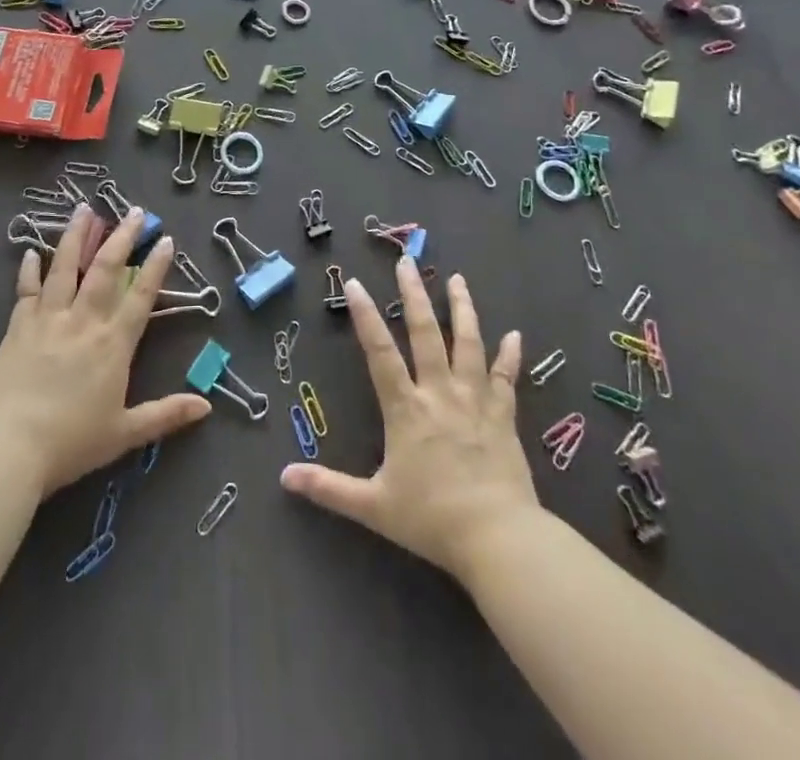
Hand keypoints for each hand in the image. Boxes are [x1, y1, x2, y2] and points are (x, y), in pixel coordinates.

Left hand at [0, 205, 210, 497]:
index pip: (141, 296)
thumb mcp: (125, 433)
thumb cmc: (71, 443)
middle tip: (133, 211)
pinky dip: (30, 269)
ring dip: (77, 236)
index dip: (155, 267)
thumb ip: (166, 415)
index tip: (165, 239)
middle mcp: (84, 321)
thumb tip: (207, 407)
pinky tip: (32, 251)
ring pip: (65, 267)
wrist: (8, 448)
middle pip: (106, 269)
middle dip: (122, 237)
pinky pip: (26, 290)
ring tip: (85, 209)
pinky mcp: (18, 326)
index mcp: (113, 344)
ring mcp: (49, 319)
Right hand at [281, 260, 536, 582]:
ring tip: (457, 279)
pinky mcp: (503, 417)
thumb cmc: (432, 520)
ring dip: (462, 309)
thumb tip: (284, 476)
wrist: (499, 539)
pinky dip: (510, 355)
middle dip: (414, 295)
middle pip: (426, 334)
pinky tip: (515, 334)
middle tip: (407, 261)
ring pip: (468, 344)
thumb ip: (329, 488)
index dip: (365, 316)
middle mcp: (439, 393)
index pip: (379, 352)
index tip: (354, 282)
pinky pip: (507, 379)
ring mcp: (475, 401)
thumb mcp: (373, 507)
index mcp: (406, 409)